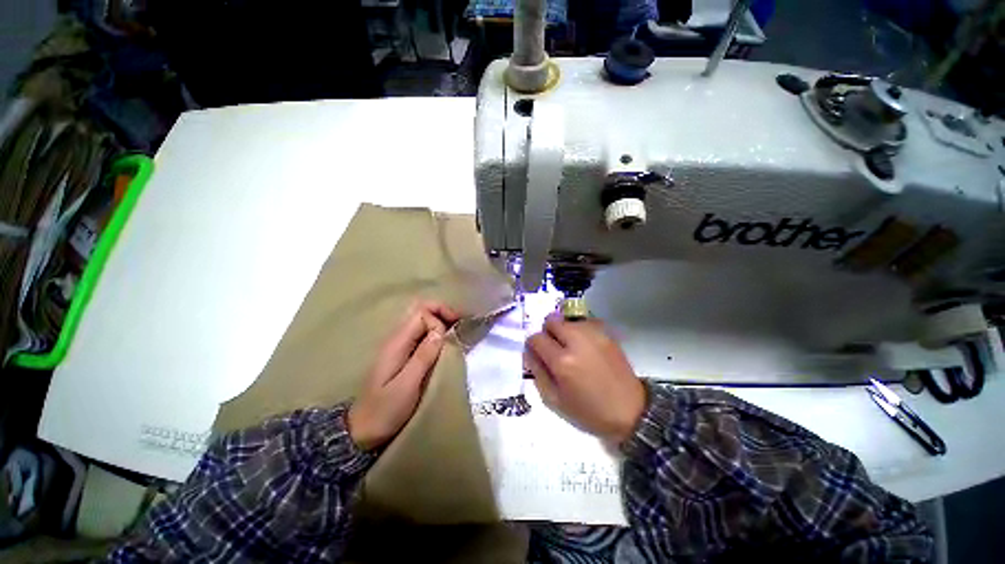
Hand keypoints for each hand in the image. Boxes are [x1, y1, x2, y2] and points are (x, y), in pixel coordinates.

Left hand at [348, 301, 460, 450]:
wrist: (361, 431)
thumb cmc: (384, 411)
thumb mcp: (406, 386)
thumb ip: (422, 357)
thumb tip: (440, 331)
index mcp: (397, 343)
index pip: (421, 313)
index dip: (439, 317)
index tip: (453, 331)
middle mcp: (396, 339)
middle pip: (420, 312)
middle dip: (442, 313)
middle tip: (460, 325)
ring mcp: (398, 347)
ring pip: (421, 322)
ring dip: (440, 323)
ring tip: (456, 333)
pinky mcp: (401, 355)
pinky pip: (420, 335)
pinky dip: (435, 334)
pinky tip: (444, 345)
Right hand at [524, 313, 645, 444]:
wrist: (631, 412)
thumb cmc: (589, 411)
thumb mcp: (555, 401)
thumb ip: (537, 373)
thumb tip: (529, 353)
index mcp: (562, 361)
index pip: (536, 338)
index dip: (532, 345)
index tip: (537, 354)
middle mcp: (577, 341)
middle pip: (551, 320)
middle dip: (547, 332)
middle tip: (553, 349)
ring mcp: (594, 335)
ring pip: (568, 320)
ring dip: (564, 331)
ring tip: (570, 348)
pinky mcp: (607, 334)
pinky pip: (585, 322)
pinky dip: (579, 330)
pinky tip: (585, 346)